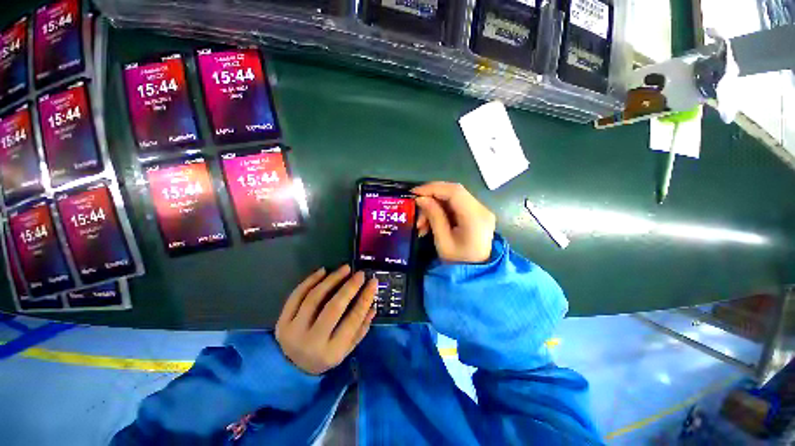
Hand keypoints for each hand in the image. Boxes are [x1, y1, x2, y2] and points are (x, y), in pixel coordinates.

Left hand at [276, 265, 376, 374]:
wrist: (292, 369)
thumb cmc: (325, 356)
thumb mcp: (347, 348)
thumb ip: (361, 328)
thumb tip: (372, 305)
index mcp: (332, 351)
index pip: (353, 320)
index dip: (365, 298)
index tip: (373, 282)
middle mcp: (312, 341)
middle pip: (333, 307)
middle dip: (349, 287)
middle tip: (360, 273)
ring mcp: (294, 331)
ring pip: (314, 298)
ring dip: (331, 280)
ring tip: (344, 268)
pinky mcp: (282, 322)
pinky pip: (296, 296)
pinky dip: (310, 281)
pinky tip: (323, 271)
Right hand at [413, 182, 495, 262]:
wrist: (476, 274)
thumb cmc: (458, 262)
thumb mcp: (443, 241)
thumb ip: (434, 216)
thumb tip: (421, 198)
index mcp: (475, 217)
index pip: (454, 191)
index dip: (432, 188)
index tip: (414, 193)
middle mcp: (481, 209)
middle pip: (454, 192)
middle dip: (431, 198)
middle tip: (416, 209)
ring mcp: (480, 210)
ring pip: (452, 198)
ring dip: (434, 206)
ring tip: (421, 224)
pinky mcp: (476, 214)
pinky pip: (455, 205)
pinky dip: (440, 211)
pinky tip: (430, 223)